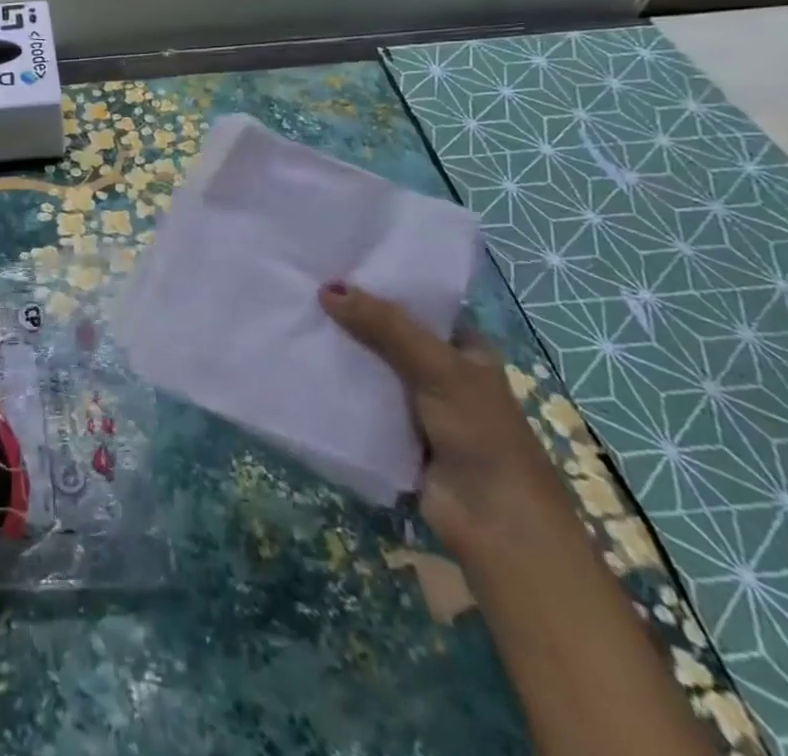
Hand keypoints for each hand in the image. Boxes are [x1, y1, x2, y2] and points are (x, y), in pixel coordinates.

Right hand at [319, 284, 576, 564]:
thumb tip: (327, 288)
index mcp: (464, 347)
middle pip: (387, 332)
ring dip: (340, 350)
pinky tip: (300, 362)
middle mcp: (440, 370)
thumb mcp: (436, 367)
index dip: (381, 283)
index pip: (417, 302)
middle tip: (302, 284)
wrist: (495, 525)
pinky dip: (335, 386)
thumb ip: (384, 326)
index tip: (334, 262)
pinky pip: (358, 399)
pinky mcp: (392, 432)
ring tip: (293, 316)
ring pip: (370, 365)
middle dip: (351, 315)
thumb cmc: (481, 434)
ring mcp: (415, 403)